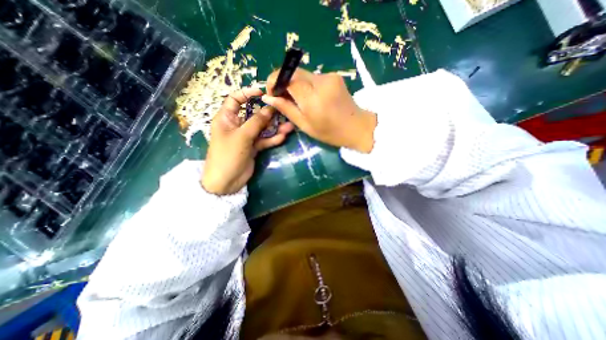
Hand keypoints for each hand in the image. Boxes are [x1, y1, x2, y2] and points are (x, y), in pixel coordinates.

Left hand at [203, 88, 293, 195]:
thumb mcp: (242, 136)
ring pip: (262, 128)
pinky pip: (264, 140)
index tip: (262, 92)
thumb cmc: (228, 155)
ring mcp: (246, 137)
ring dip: (275, 127)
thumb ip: (257, 122)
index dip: (247, 93)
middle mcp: (237, 125)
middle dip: (268, 113)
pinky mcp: (253, 147)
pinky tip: (283, 137)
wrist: (226, 181)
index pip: (235, 99)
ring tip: (289, 126)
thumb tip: (269, 108)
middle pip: (254, 114)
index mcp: (227, 118)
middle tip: (283, 111)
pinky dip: (273, 138)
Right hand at [264, 67, 377, 152]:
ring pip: (303, 74)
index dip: (274, 81)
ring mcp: (329, 76)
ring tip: (297, 100)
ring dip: (295, 84)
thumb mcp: (305, 125)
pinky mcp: (334, 75)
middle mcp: (321, 81)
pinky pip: (313, 77)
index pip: (286, 77)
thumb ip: (286, 109)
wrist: (357, 127)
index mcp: (312, 98)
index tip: (272, 93)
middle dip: (283, 82)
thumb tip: (268, 98)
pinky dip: (306, 85)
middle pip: (294, 72)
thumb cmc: (330, 132)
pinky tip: (310, 97)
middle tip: (282, 97)